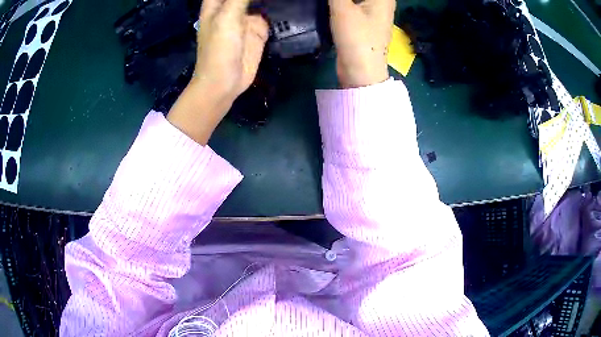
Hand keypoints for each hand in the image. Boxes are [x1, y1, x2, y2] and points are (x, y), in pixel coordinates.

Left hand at [167, 0, 268, 144]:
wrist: (225, 82)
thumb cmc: (218, 49)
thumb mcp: (227, 17)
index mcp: (217, 3)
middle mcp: (232, 7)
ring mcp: (246, 17)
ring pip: (260, 0)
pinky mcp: (259, 29)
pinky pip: (270, 13)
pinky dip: (278, 7)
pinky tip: (287, 4)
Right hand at [329, 0, 394, 87]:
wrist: (361, 71)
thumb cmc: (357, 38)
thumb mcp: (342, 8)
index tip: (341, 0)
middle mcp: (382, 1)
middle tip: (334, 1)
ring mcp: (373, 11)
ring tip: (330, 2)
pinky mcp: (364, 20)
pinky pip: (353, 3)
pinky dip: (342, 1)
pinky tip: (331, 3)